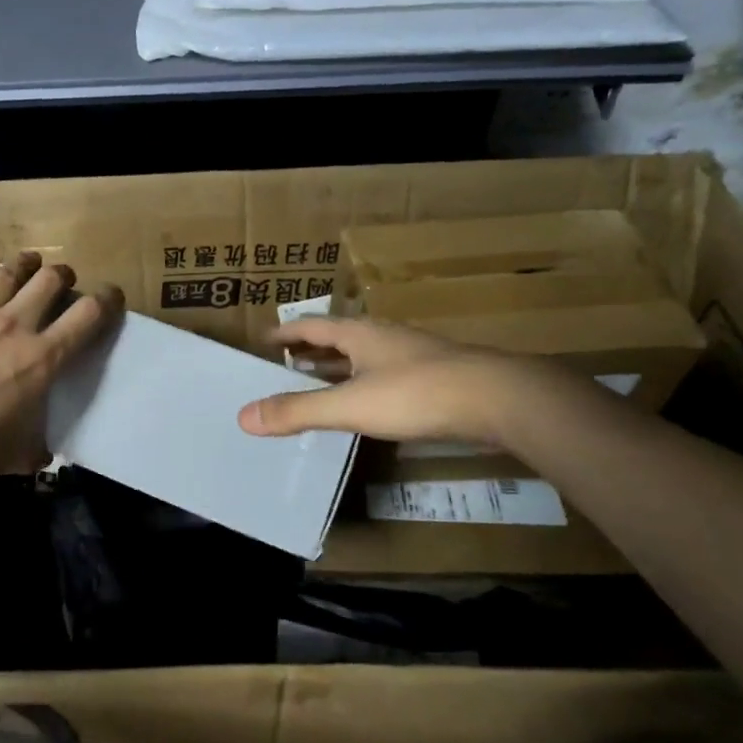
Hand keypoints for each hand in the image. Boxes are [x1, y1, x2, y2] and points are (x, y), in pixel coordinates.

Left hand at [0, 244, 123, 502]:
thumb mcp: (14, 457)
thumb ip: (34, 448)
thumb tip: (42, 456)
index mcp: (41, 360)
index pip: (87, 317)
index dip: (106, 300)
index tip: (111, 296)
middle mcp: (12, 327)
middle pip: (48, 281)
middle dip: (62, 276)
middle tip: (63, 280)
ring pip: (6, 273)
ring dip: (24, 263)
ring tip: (30, 260)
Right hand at [238, 316, 531, 444]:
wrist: (498, 398)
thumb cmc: (416, 394)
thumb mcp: (350, 404)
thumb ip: (298, 411)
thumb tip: (243, 416)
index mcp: (359, 334)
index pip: (312, 326)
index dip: (286, 332)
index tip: (265, 339)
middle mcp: (384, 337)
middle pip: (338, 339)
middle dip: (310, 351)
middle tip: (285, 366)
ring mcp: (413, 355)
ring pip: (365, 357)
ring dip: (338, 368)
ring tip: (319, 384)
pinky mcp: (435, 378)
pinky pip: (386, 375)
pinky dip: (365, 385)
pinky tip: (367, 404)